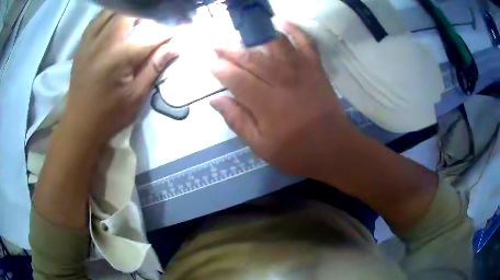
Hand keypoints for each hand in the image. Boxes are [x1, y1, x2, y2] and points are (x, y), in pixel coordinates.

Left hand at [64, 10, 177, 144]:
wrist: (79, 125)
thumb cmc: (109, 115)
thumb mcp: (135, 97)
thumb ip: (154, 67)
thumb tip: (175, 47)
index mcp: (119, 57)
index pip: (150, 35)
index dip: (167, 32)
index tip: (177, 30)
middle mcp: (103, 43)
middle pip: (128, 13)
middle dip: (145, 13)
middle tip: (154, 22)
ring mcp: (89, 43)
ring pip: (110, 12)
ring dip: (126, 11)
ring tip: (135, 18)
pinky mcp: (81, 46)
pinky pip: (96, 20)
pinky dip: (108, 16)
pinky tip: (115, 20)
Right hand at [210, 22, 358, 180]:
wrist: (335, 148)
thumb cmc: (297, 152)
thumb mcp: (261, 146)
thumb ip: (237, 121)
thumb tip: (215, 100)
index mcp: (266, 104)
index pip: (236, 79)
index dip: (221, 70)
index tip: (210, 64)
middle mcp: (282, 81)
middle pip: (252, 58)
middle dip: (231, 50)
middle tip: (217, 45)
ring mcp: (302, 71)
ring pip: (275, 45)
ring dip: (255, 36)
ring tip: (240, 32)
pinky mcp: (316, 68)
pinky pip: (306, 43)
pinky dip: (295, 30)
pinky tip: (281, 21)